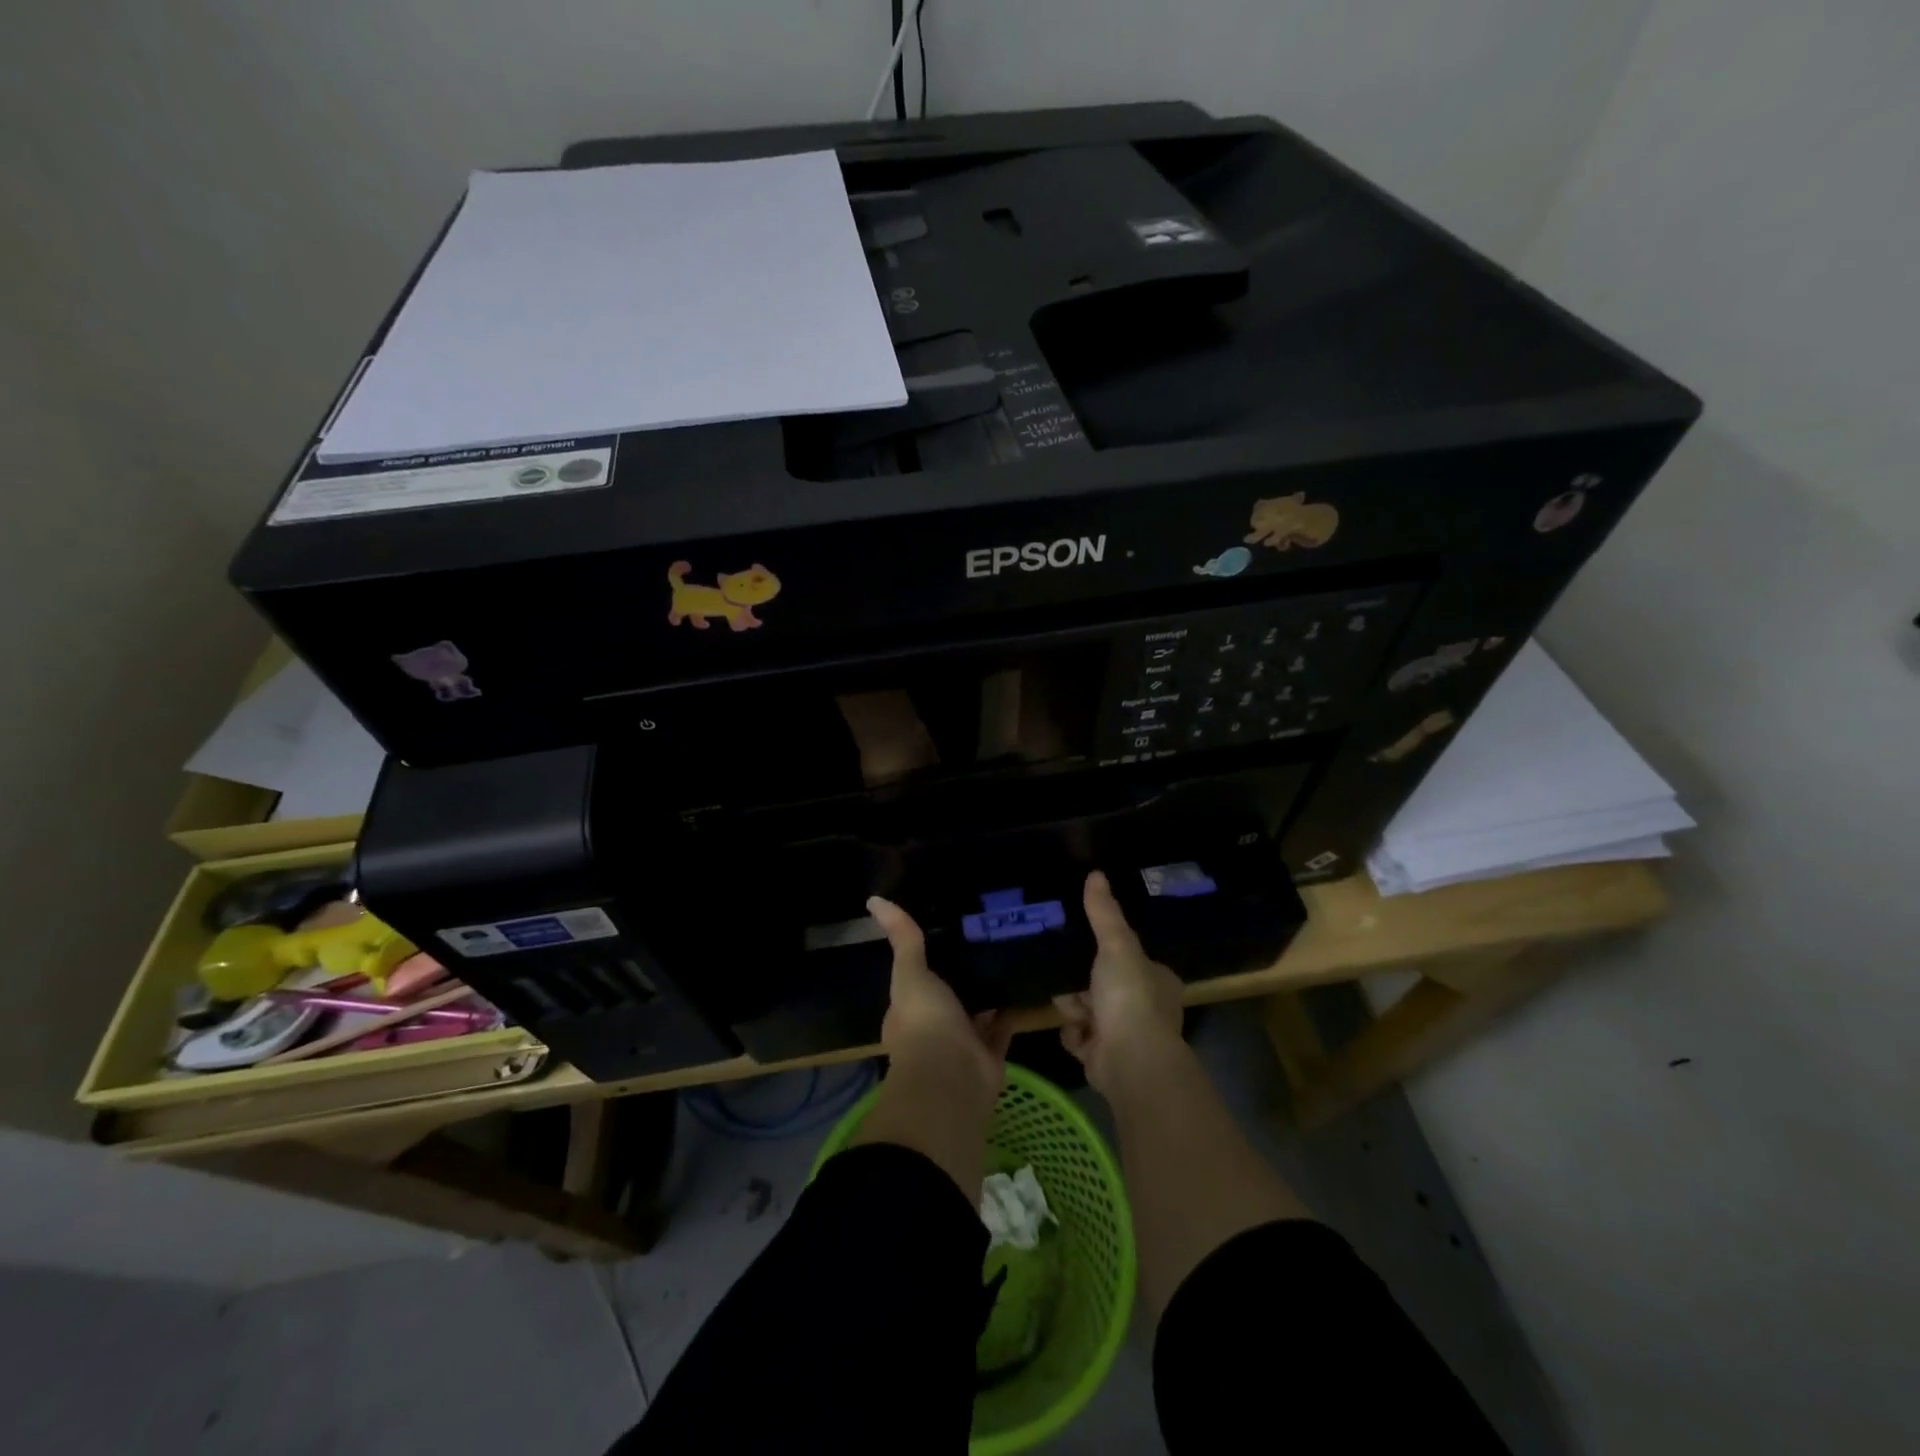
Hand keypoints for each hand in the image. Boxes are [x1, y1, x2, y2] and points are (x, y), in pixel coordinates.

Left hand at [867, 896, 1012, 1104]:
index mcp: (907, 1012)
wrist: (954, 1076)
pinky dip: (1010, 1012)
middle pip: (947, 998)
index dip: (925, 963)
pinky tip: (1023, 986)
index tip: (943, 936)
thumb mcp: (910, 973)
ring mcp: (962, 1044)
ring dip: (986, 994)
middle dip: (960, 978)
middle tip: (981, 941)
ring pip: (975, 1014)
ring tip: (1004, 957)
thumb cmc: (924, 1022)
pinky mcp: (990, 1055)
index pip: (914, 983)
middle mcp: (933, 1029)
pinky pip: (1002, 1028)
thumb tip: (874, 900)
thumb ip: (903, 939)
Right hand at [1054, 870, 1185, 1092]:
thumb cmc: (1130, 997)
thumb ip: (1104, 913)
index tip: (1083, 945)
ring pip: (1089, 1011)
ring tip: (1065, 1002)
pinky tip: (1070, 1028)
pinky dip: (1073, 1034)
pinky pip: (1081, 1038)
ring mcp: (1126, 1036)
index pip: (1131, 960)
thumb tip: (1096, 873)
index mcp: (1158, 981)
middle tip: (1064, 972)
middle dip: (1083, 982)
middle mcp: (1147, 1008)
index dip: (1107, 953)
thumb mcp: (1117, 945)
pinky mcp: (1105, 1058)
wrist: (1130, 1061)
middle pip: (1104, 985)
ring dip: (1074, 1007)